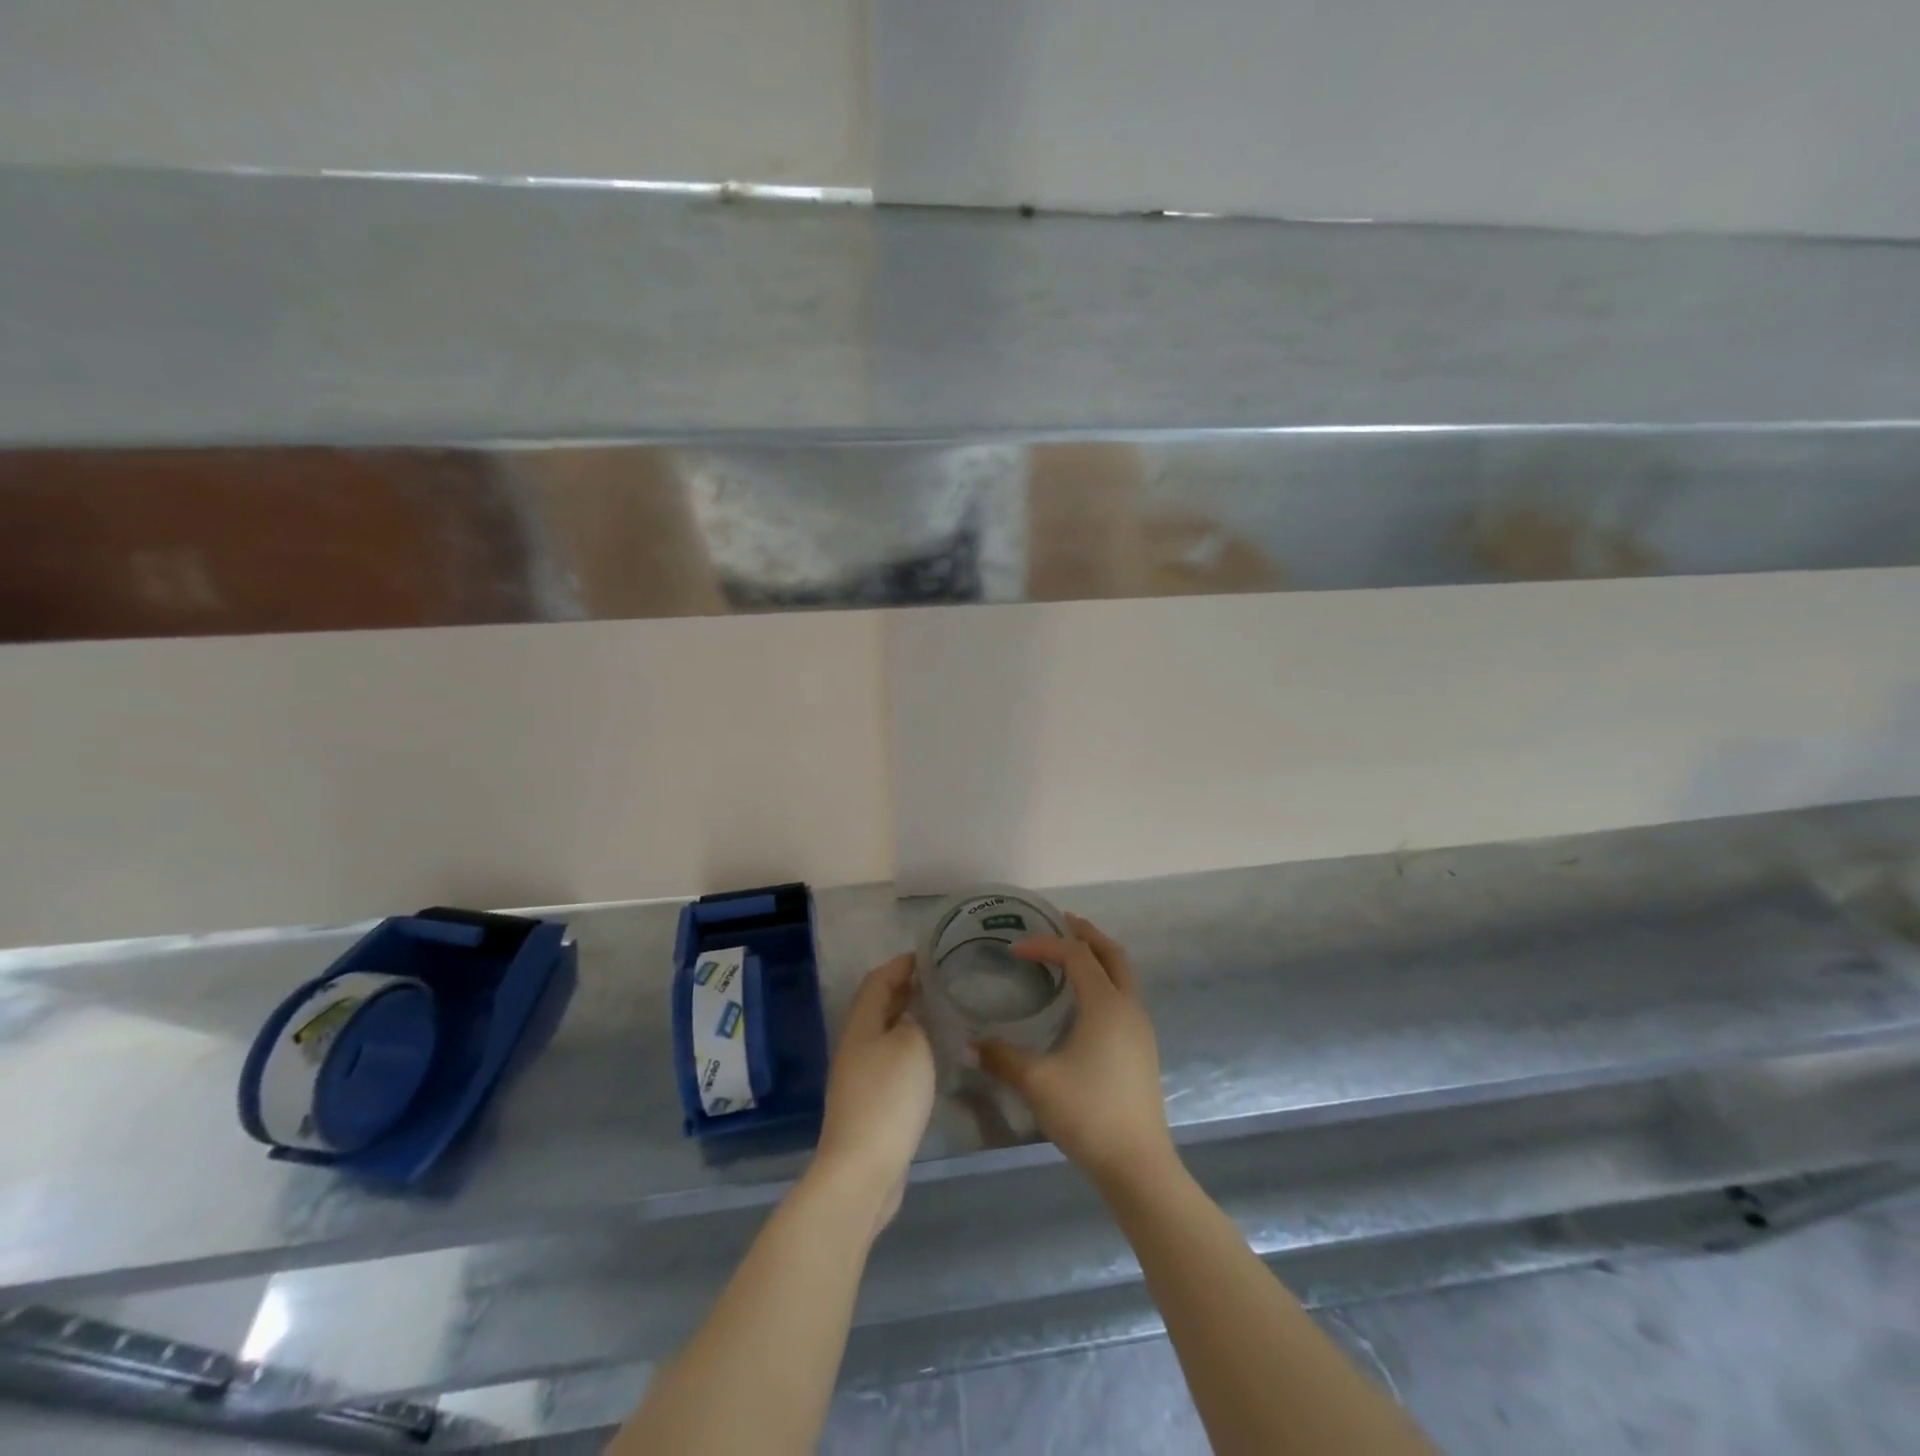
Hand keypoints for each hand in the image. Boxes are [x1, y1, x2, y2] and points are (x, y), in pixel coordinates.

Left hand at [814, 953, 935, 1233]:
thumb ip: (913, 1021)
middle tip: (936, 981)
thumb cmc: (888, 1097)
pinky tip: (928, 1057)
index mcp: (861, 1025)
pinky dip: (906, 1048)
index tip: (927, 955)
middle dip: (903, 990)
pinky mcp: (867, 1104)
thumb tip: (910, 1015)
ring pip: (882, 1034)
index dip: (900, 965)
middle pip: (876, 1006)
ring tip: (937, 1013)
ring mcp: (857, 1077)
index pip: (878, 981)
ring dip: (905, 1019)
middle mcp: (854, 1046)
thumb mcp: (910, 1046)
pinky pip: (887, 1061)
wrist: (862, 1169)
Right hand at [974, 913, 1174, 1185]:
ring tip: (1070, 955)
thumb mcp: (1036, 1082)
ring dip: (1098, 956)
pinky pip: (1124, 995)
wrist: (1138, 1164)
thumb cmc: (1088, 1113)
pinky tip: (1084, 1000)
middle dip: (1086, 934)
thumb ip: (1001, 1057)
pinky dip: (1105, 980)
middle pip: (1112, 953)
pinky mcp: (1142, 1048)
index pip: (1076, 955)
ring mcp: (1140, 1028)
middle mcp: (1128, 1007)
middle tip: (1060, 922)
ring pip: (1123, 974)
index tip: (1015, 950)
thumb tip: (969, 1043)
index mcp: (1106, 1005)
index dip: (1045, 945)